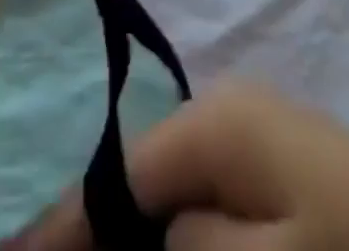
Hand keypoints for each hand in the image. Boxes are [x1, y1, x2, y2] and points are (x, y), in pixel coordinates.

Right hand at [5, 83, 348, 250]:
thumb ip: (192, 245)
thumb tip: (155, 236)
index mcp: (217, 120)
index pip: (122, 175)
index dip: (68, 226)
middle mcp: (229, 112)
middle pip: (145, 181)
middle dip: (109, 234)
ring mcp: (256, 136)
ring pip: (177, 195)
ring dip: (148, 238)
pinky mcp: (280, 168)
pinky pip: (212, 203)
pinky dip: (188, 234)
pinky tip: (178, 250)